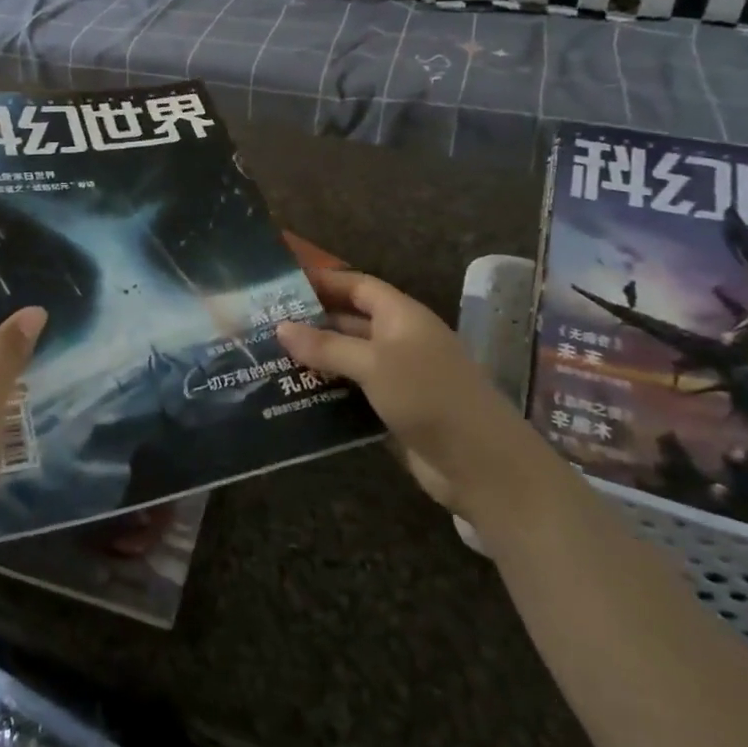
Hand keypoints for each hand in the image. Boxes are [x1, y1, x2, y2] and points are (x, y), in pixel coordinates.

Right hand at [277, 267, 562, 522]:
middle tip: (264, 325)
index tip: (282, 282)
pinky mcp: (394, 410)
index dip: (323, 281)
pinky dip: (327, 392)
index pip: (357, 286)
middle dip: (311, 323)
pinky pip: (353, 393)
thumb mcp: (374, 364)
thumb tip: (280, 327)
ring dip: (315, 360)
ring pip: (348, 360)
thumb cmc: (429, 396)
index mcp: (401, 316)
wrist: (483, 466)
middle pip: (349, 322)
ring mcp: (398, 377)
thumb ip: (326, 346)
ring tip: (269, 359)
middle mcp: (399, 340)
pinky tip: (294, 395)